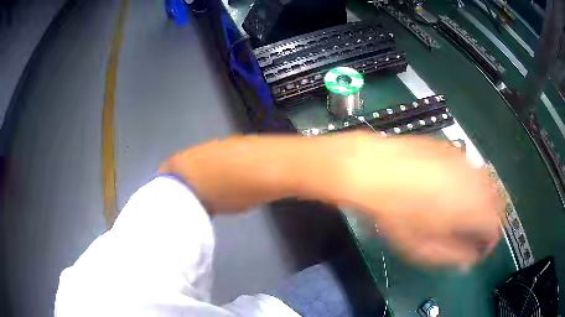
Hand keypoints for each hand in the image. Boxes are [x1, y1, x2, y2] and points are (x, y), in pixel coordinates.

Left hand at [332, 132, 502, 266]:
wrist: (373, 168)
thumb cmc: (396, 213)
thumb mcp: (422, 247)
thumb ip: (452, 256)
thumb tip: (469, 260)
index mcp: (474, 207)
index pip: (496, 227)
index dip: (489, 241)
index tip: (478, 249)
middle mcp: (476, 181)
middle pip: (496, 203)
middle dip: (488, 220)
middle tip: (472, 232)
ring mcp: (464, 161)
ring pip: (485, 185)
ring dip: (480, 201)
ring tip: (462, 213)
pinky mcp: (451, 150)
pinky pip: (470, 170)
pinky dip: (470, 184)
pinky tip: (452, 190)